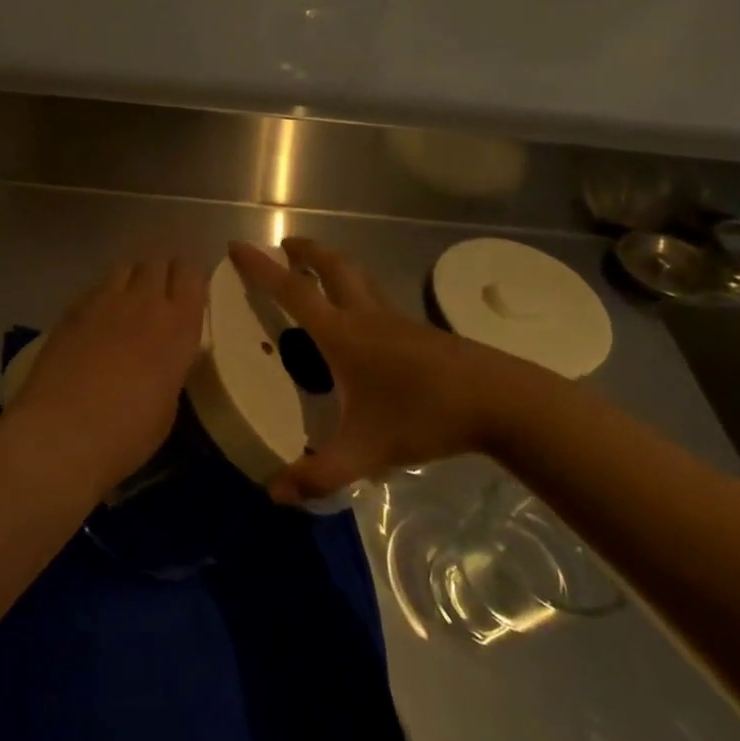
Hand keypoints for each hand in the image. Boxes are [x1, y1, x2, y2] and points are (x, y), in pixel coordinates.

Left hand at [5, 256, 206, 487]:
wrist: (63, 433)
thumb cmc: (127, 434)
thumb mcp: (167, 403)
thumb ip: (169, 366)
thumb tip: (161, 356)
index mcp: (178, 327)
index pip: (191, 274)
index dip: (189, 276)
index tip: (188, 290)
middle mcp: (144, 303)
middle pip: (157, 262)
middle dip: (161, 272)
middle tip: (160, 295)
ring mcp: (104, 302)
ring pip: (124, 267)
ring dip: (131, 278)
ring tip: (127, 301)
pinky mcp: (70, 310)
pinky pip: (94, 288)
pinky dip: (101, 296)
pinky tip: (96, 320)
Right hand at [229, 238, 567, 502]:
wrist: (502, 402)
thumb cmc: (424, 416)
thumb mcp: (365, 451)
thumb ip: (319, 474)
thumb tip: (273, 494)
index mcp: (342, 334)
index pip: (291, 292)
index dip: (260, 268)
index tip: (236, 246)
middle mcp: (366, 317)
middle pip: (332, 267)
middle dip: (304, 252)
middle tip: (284, 246)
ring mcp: (397, 320)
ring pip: (358, 278)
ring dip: (331, 266)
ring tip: (316, 271)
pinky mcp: (420, 332)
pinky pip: (376, 298)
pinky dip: (356, 291)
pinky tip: (362, 320)